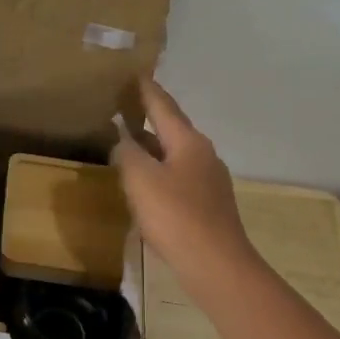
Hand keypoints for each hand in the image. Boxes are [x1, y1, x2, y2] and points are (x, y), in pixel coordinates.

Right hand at [110, 78, 261, 301]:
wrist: (216, 265)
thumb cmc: (176, 216)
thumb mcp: (141, 180)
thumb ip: (127, 154)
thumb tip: (123, 141)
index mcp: (188, 142)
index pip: (163, 107)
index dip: (147, 90)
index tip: (136, 73)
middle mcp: (204, 155)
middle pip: (173, 129)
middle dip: (150, 118)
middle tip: (127, 107)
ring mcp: (210, 182)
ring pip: (176, 155)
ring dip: (154, 148)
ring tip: (131, 144)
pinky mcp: (209, 206)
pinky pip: (179, 178)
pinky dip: (160, 172)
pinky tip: (148, 185)